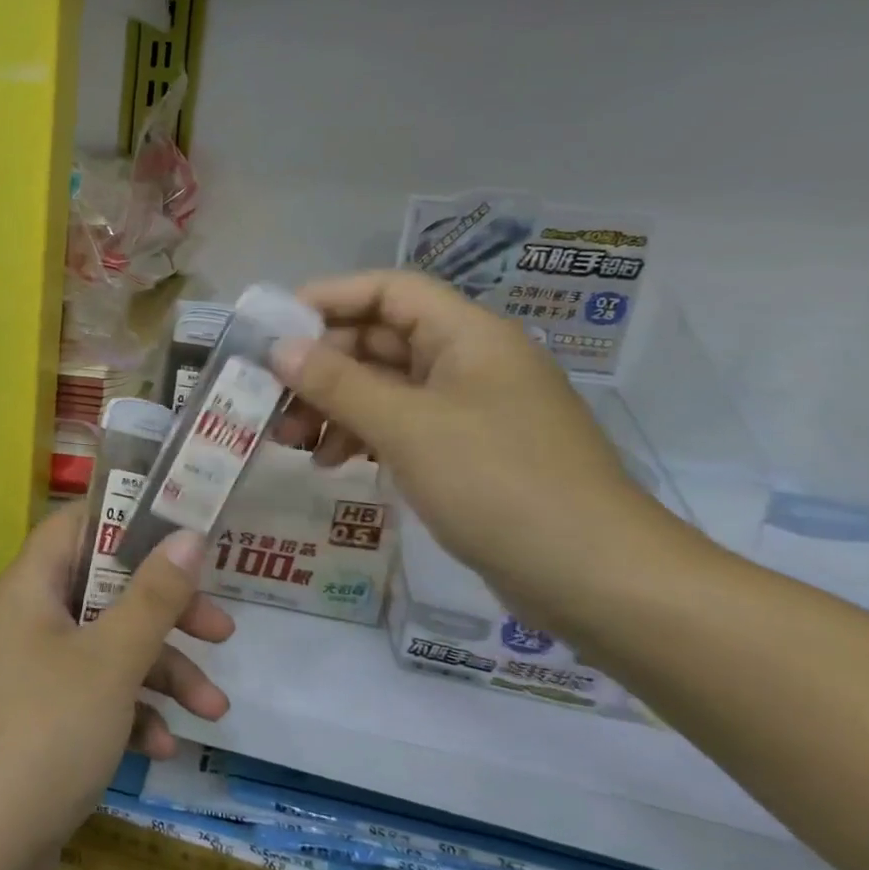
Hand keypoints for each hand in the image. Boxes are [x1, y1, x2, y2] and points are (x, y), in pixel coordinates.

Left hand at [0, 505, 232, 869]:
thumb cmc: (46, 732)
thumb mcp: (110, 661)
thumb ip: (153, 596)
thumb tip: (188, 535)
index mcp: (30, 587)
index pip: (76, 526)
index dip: (127, 521)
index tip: (183, 535)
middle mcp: (27, 619)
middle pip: (104, 591)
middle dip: (165, 613)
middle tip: (221, 631)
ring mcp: (32, 671)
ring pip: (107, 648)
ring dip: (160, 673)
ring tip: (213, 710)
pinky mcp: (40, 719)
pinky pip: (93, 695)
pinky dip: (129, 712)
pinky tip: (163, 748)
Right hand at [271, 270, 693, 626]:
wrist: (597, 578)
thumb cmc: (498, 484)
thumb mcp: (406, 427)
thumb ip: (337, 383)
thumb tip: (279, 348)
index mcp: (467, 336)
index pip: (388, 291)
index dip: (329, 299)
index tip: (274, 329)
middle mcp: (468, 361)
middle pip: (379, 339)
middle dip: (321, 366)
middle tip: (272, 398)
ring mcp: (469, 408)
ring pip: (384, 386)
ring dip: (333, 404)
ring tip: (293, 441)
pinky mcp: (466, 451)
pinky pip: (400, 424)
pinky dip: (361, 435)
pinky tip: (332, 463)